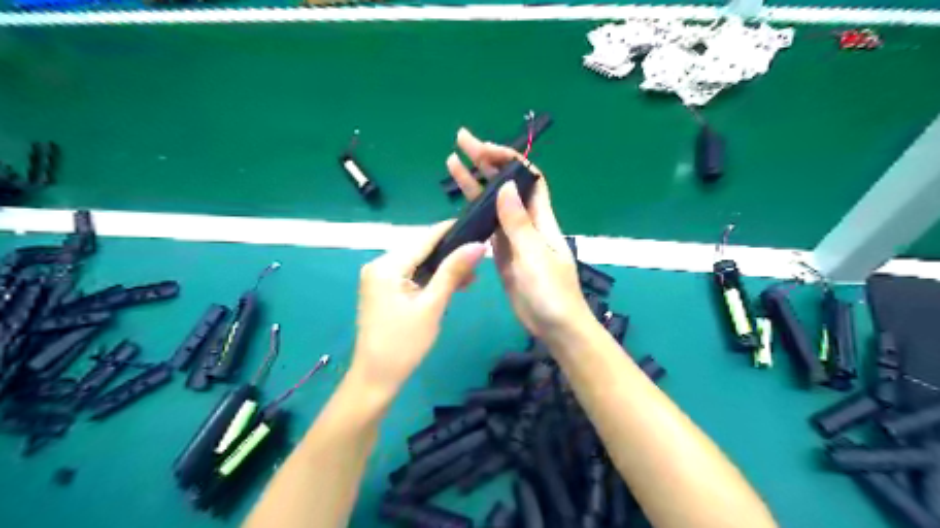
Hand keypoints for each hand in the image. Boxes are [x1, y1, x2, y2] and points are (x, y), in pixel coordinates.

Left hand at [350, 221, 483, 397]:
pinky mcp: (383, 289)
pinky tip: (453, 284)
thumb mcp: (432, 306)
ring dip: (443, 268)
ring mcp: (379, 277)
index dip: (452, 230)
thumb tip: (478, 245)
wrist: (376, 378)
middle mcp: (379, 264)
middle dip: (450, 253)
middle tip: (480, 258)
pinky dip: (431, 279)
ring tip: (472, 276)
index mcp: (387, 266)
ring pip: (418, 263)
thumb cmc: (404, 344)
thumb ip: (453, 272)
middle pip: (421, 249)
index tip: (479, 225)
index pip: (424, 238)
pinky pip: (411, 275)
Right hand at [444, 128, 590, 342]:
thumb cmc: (552, 293)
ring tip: (453, 163)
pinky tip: (460, 204)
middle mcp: (527, 222)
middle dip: (486, 161)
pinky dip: (474, 213)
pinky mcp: (502, 254)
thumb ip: (518, 224)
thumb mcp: (535, 257)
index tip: (484, 149)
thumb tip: (503, 186)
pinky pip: (487, 227)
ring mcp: (513, 238)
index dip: (508, 159)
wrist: (555, 327)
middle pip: (506, 185)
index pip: (527, 178)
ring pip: (493, 204)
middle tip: (461, 142)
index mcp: (540, 218)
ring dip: (476, 183)